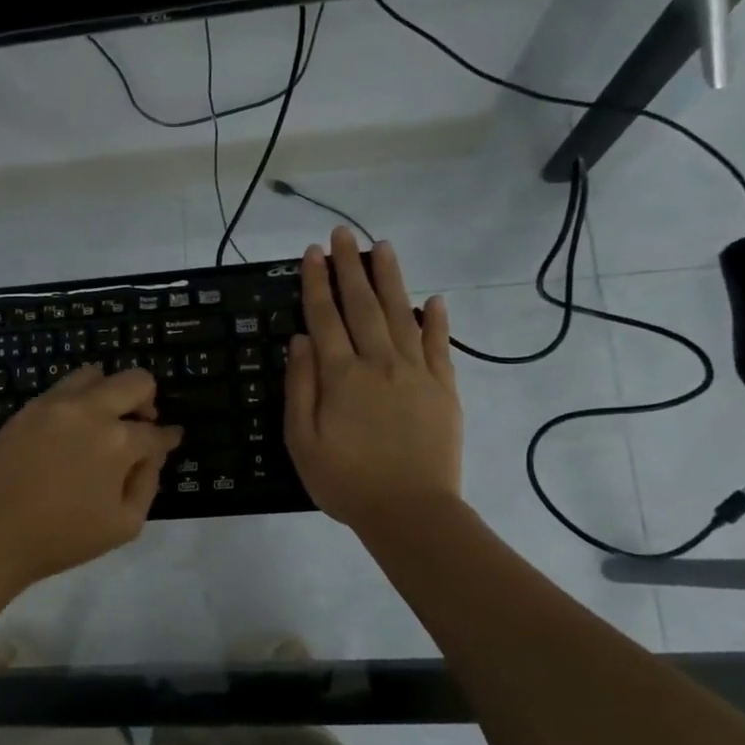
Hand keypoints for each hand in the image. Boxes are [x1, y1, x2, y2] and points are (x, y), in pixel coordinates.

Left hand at [0, 365, 182, 590]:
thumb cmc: (62, 538)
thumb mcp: (125, 525)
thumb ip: (147, 483)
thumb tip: (149, 456)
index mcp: (119, 441)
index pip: (156, 432)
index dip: (168, 439)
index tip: (170, 441)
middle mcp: (90, 411)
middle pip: (135, 381)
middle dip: (147, 401)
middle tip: (141, 424)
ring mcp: (54, 405)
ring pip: (95, 374)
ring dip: (109, 392)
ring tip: (103, 421)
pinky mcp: (26, 410)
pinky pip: (61, 390)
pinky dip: (77, 402)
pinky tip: (71, 430)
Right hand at [284, 226, 463, 531]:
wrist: (410, 512)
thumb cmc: (346, 481)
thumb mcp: (302, 441)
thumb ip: (300, 388)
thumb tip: (300, 340)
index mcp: (341, 376)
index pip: (325, 317)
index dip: (316, 283)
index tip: (312, 253)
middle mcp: (379, 362)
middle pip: (362, 305)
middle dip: (350, 266)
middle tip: (343, 233)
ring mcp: (416, 372)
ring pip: (401, 314)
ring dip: (390, 279)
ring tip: (383, 247)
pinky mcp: (444, 388)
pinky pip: (441, 346)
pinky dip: (436, 320)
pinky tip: (433, 300)